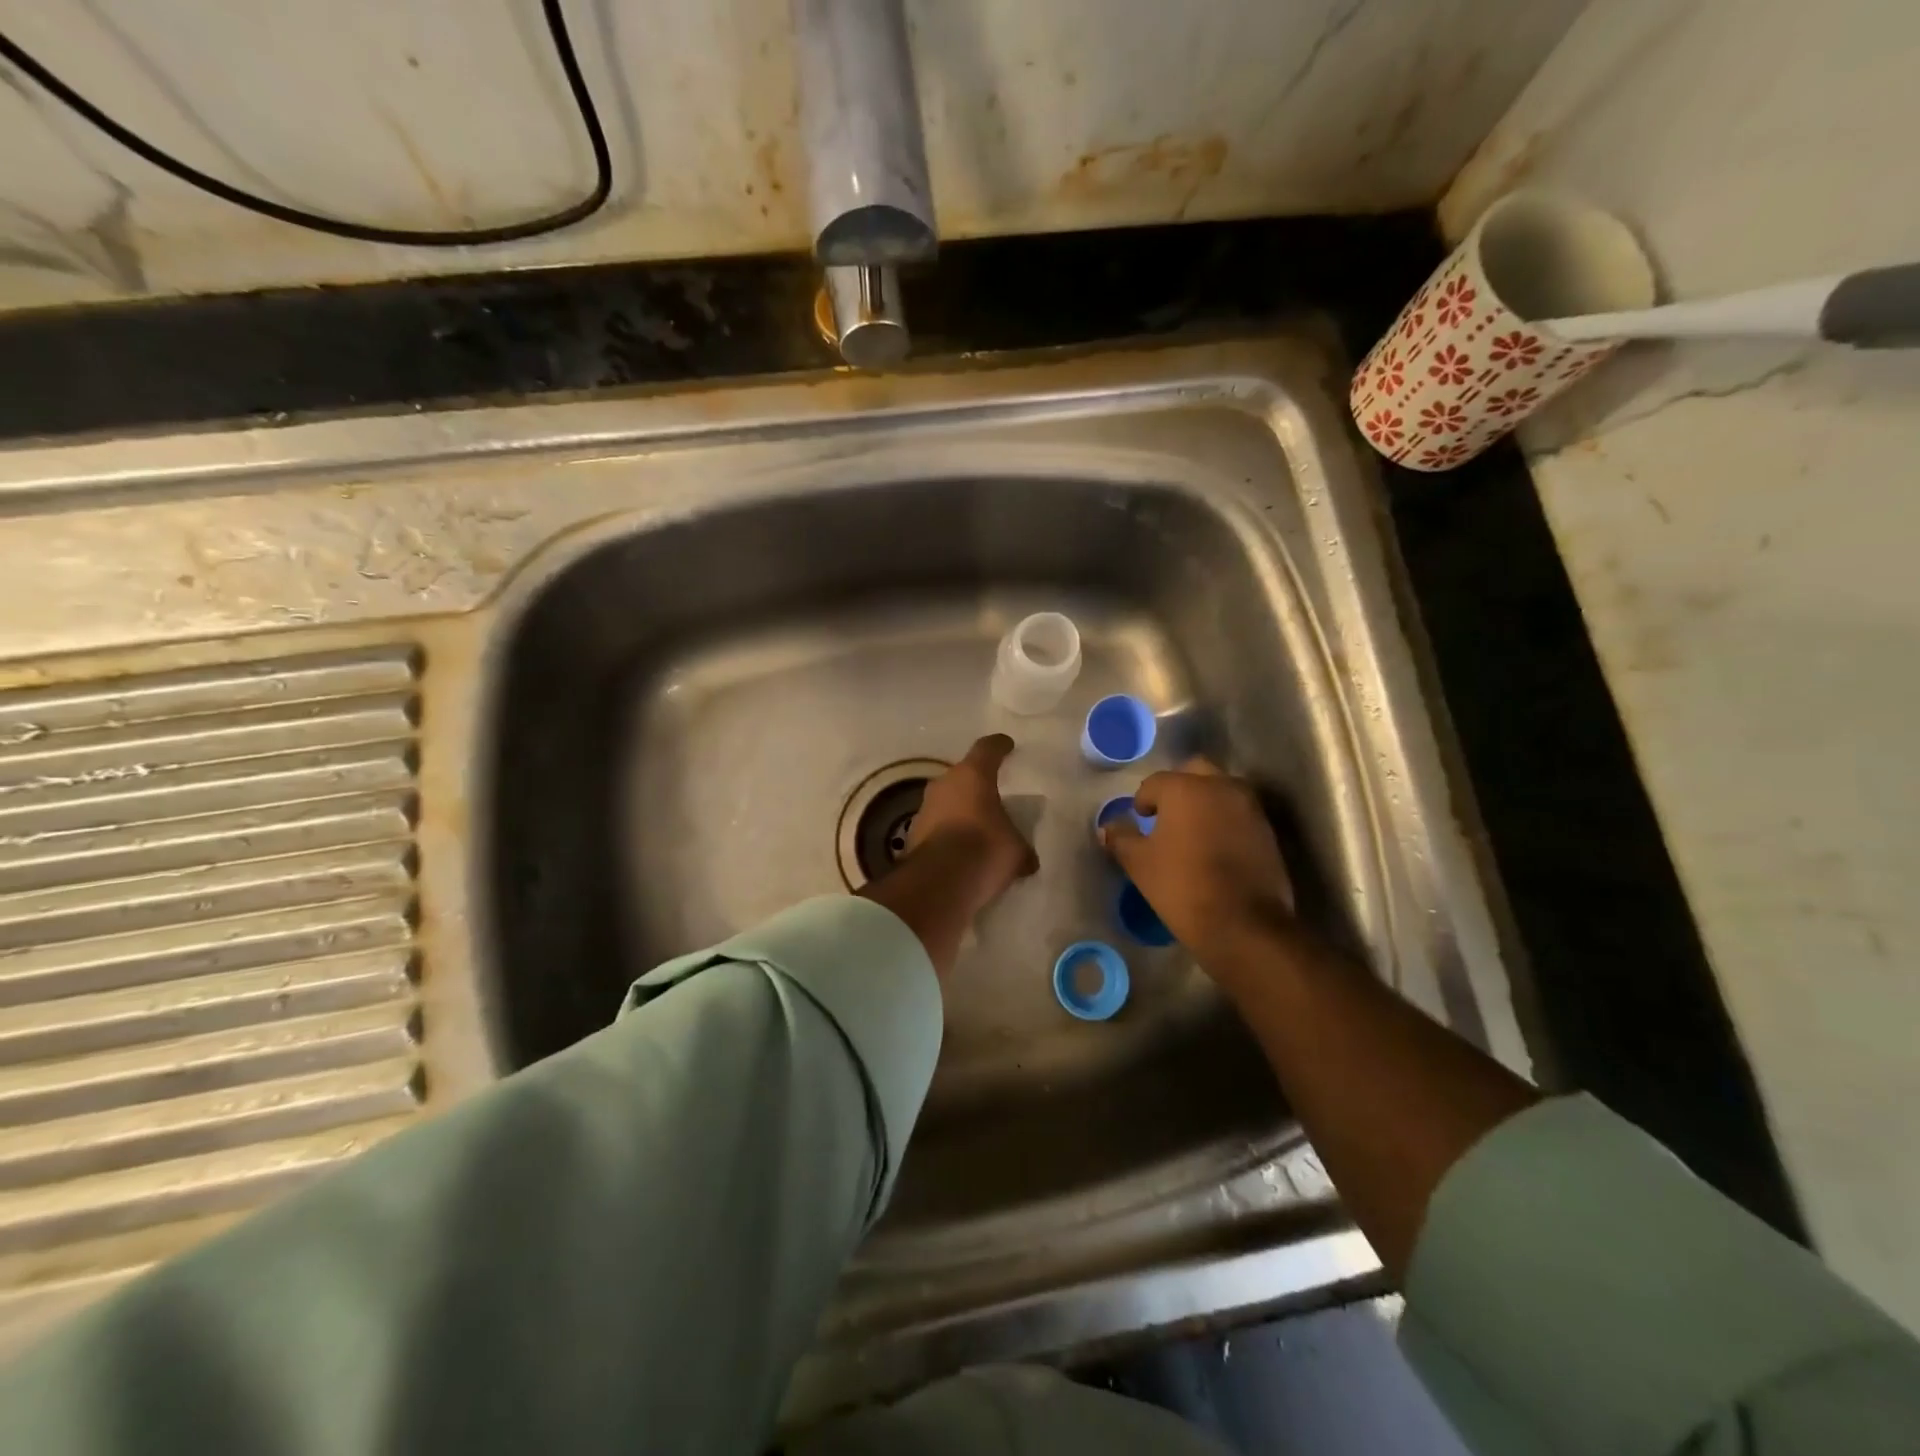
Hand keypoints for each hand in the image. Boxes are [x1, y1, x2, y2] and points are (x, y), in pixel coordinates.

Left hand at [905, 734, 1037, 911]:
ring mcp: (924, 808)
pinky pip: (936, 826)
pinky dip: (948, 834)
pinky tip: (961, 851)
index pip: (988, 749)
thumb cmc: (984, 850)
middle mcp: (944, 784)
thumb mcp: (1015, 850)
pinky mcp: (912, 834)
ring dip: (960, 811)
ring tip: (978, 828)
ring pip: (947, 801)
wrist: (938, 883)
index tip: (1007, 745)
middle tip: (992, 795)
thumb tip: (1027, 860)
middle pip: (963, 776)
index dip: (999, 746)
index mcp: (973, 775)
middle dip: (977, 785)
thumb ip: (1021, 848)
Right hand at [1102, 758, 1296, 973]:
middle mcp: (1221, 787)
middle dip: (1178, 788)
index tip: (1140, 819)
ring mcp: (1250, 807)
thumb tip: (1108, 827)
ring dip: (1205, 802)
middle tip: (1166, 815)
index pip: (1156, 782)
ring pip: (1221, 790)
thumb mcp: (1140, 864)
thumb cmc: (1182, 886)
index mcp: (1185, 788)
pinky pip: (1239, 813)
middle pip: (1195, 772)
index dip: (1143, 800)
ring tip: (1191, 831)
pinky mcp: (1268, 830)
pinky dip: (1225, 820)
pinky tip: (1215, 846)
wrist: (1244, 925)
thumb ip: (1121, 838)